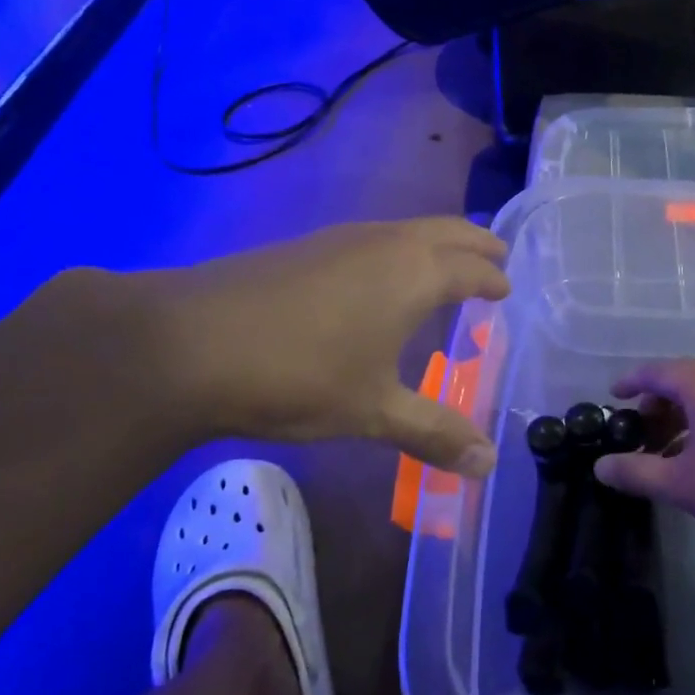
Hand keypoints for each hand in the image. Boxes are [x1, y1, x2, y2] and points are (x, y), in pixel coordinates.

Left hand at [98, 219, 509, 474]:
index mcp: (414, 273)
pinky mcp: (304, 247)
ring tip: (443, 267)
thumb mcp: (374, 411)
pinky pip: (371, 239)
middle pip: (444, 231)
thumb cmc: (300, 373)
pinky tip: (377, 280)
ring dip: (433, 243)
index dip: (492, 278)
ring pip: (404, 230)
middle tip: (494, 255)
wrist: (189, 343)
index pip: (471, 267)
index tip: (505, 288)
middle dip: (473, 242)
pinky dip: (396, 250)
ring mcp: (339, 239)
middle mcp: (384, 243)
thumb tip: (489, 464)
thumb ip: (434, 432)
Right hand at [595, 361, 694, 561]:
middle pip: (677, 381)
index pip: (654, 371)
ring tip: (655, 452)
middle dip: (651, 405)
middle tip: (632, 434)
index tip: (611, 399)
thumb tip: (600, 466)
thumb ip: (636, 471)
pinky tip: (687, 460)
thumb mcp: (680, 483)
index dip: (629, 383)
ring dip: (674, 418)